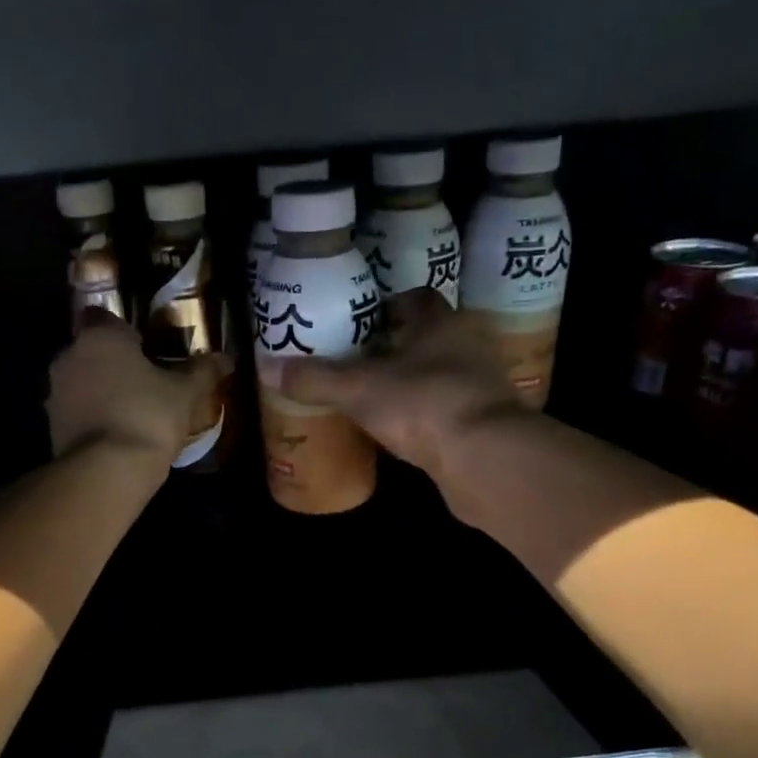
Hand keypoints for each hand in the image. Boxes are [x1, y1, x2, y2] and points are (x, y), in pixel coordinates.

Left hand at [47, 312, 228, 462]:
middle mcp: (70, 357)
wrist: (107, 470)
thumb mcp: (186, 394)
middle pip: (91, 352)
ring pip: (81, 383)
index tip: (145, 349)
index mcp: (100, 337)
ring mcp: (56, 393)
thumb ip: (203, 372)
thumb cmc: (149, 416)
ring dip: (100, 392)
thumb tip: (225, 358)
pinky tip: (117, 436)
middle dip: (113, 364)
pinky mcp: (52, 426)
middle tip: (144, 383)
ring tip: (132, 413)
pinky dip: (92, 419)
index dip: (124, 332)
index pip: (104, 317)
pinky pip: (76, 413)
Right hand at [280, 288, 529, 481]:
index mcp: (441, 323)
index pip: (417, 299)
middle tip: (361, 361)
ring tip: (378, 396)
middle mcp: (467, 346)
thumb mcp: (359, 389)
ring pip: (442, 373)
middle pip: (429, 336)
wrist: (486, 458)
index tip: (361, 321)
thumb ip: (317, 379)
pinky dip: (428, 414)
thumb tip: (271, 369)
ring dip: (415, 381)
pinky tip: (404, 430)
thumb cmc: (423, 404)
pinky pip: (449, 409)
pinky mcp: (487, 423)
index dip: (389, 306)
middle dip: (399, 346)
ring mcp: (482, 386)